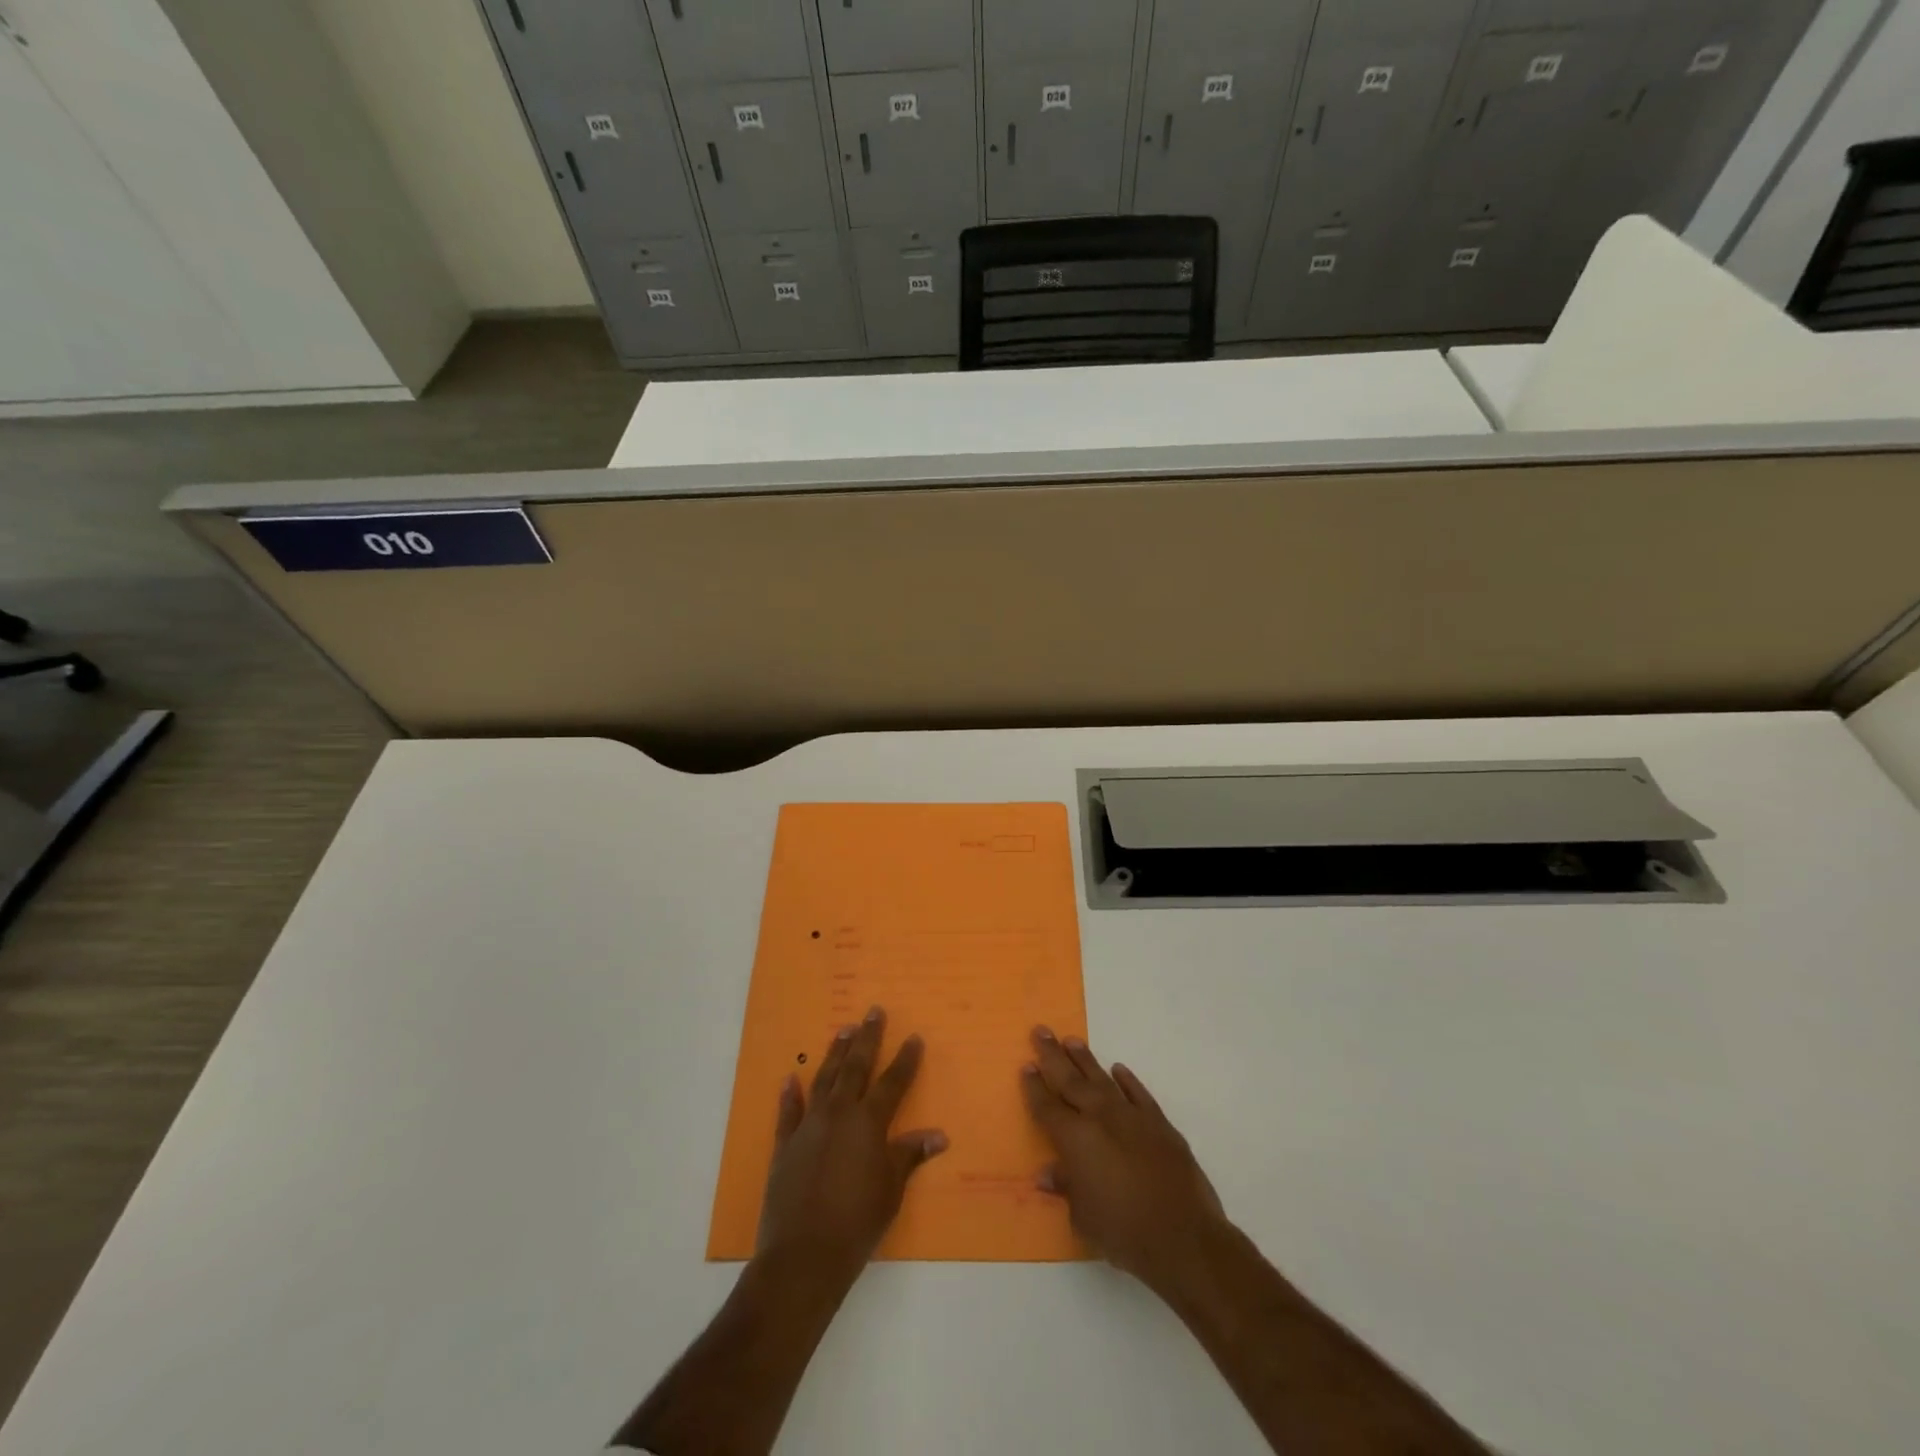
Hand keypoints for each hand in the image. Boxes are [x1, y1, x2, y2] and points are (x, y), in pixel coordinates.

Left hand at [757, 1006, 947, 1284]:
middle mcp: (839, 1114)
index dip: (905, 1060)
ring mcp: (808, 1126)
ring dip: (834, 1054)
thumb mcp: (892, 1189)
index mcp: (868, 1123)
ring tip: (843, 1030)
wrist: (803, 1254)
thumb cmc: (857, 1222)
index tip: (914, 1037)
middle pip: (855, 1067)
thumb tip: (939, 1135)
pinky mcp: (784, 1145)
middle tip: (873, 1012)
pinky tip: (790, 1078)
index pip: (893, 1083)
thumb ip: (910, 1155)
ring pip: (824, 1080)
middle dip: (867, 1038)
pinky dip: (790, 1095)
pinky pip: (788, 1113)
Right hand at [1022, 1026, 1228, 1297]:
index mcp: (1075, 1139)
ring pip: (1102, 1079)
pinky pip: (1138, 1093)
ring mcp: (1132, 1116)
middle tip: (1041, 1030)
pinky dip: (1127, 1080)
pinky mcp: (1159, 1123)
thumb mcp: (1084, 1217)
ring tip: (1071, 1040)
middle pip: (1070, 1080)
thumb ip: (1066, 1188)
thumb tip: (1046, 1173)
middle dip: (1052, 1055)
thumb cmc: (1124, 1232)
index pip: (1047, 1107)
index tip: (1026, 1065)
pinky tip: (1118, 1069)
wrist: (1183, 1236)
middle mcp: (1100, 1118)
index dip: (1035, 1087)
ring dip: (1085, 1059)